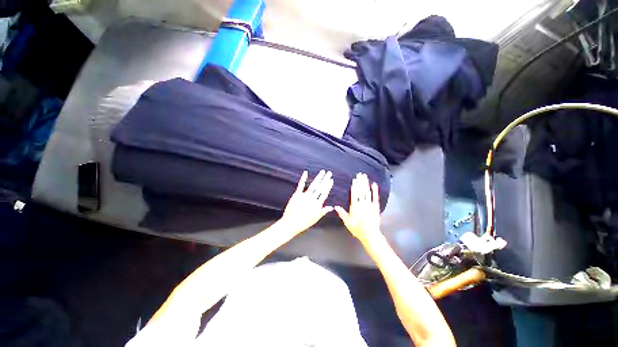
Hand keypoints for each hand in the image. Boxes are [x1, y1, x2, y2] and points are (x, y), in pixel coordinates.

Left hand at [280, 170, 333, 233]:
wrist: (291, 223)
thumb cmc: (304, 222)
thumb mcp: (316, 218)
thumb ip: (323, 211)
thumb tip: (332, 207)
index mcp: (317, 204)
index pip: (324, 193)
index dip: (328, 186)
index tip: (331, 180)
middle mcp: (312, 198)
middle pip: (320, 187)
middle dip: (325, 179)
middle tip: (329, 173)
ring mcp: (304, 195)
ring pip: (313, 185)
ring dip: (318, 177)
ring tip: (322, 172)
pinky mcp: (297, 194)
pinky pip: (301, 185)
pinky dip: (303, 178)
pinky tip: (306, 172)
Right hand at [335, 173, 381, 242]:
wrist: (370, 235)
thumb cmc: (357, 229)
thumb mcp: (347, 222)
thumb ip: (342, 213)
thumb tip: (335, 206)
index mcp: (355, 207)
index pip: (354, 194)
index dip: (355, 186)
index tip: (354, 179)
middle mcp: (362, 204)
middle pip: (361, 191)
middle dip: (360, 182)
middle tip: (360, 174)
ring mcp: (370, 205)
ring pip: (367, 192)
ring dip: (366, 184)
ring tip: (365, 176)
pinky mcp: (376, 207)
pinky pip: (375, 197)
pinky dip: (375, 190)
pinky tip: (374, 184)